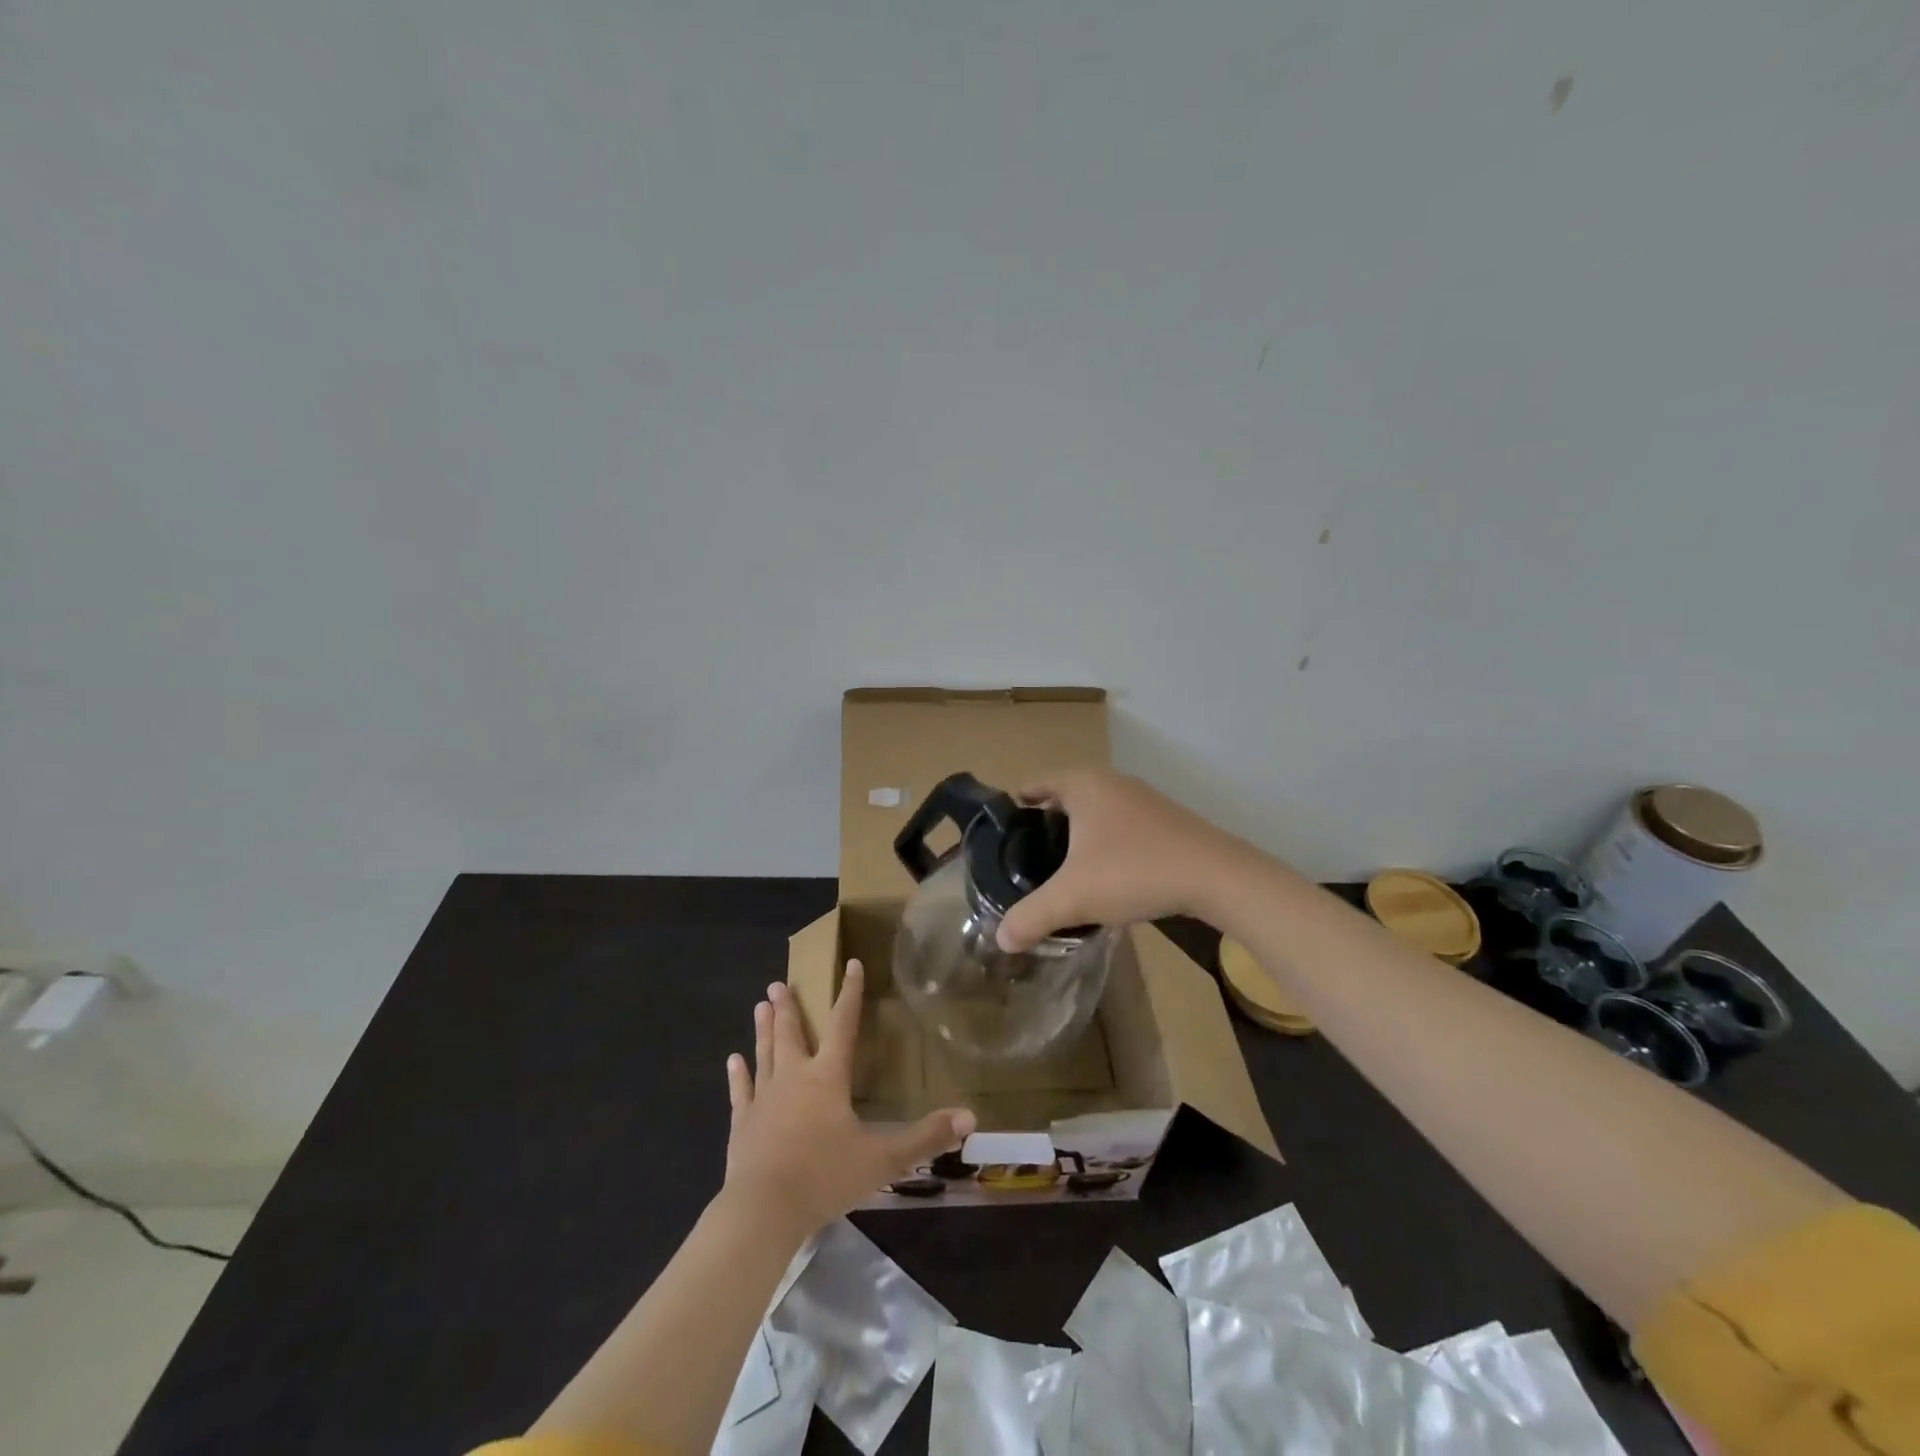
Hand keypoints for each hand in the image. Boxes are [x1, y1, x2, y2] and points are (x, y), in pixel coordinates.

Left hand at [724, 961, 974, 1237]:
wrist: (764, 1211)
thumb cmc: (825, 1177)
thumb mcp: (883, 1159)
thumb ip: (925, 1138)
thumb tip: (970, 1117)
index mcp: (828, 1077)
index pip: (843, 1024)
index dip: (849, 993)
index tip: (850, 964)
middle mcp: (794, 1077)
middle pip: (793, 1033)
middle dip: (790, 1007)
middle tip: (781, 983)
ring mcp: (764, 1098)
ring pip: (765, 1053)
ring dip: (765, 1028)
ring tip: (760, 1004)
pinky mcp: (742, 1123)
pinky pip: (741, 1091)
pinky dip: (738, 1075)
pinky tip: (733, 1060)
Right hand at [995, 769, 1251, 951]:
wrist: (1215, 876)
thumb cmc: (1133, 871)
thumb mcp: (1073, 898)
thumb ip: (1031, 917)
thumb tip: (1001, 939)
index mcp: (1082, 785)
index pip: (1034, 785)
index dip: (1015, 811)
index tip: (1003, 839)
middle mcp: (1110, 781)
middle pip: (1063, 798)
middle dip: (1046, 826)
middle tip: (1028, 861)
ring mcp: (1141, 798)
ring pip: (1095, 812)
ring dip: (1079, 836)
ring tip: (1064, 872)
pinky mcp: (1164, 819)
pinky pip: (1120, 825)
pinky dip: (1106, 844)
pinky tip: (1107, 876)